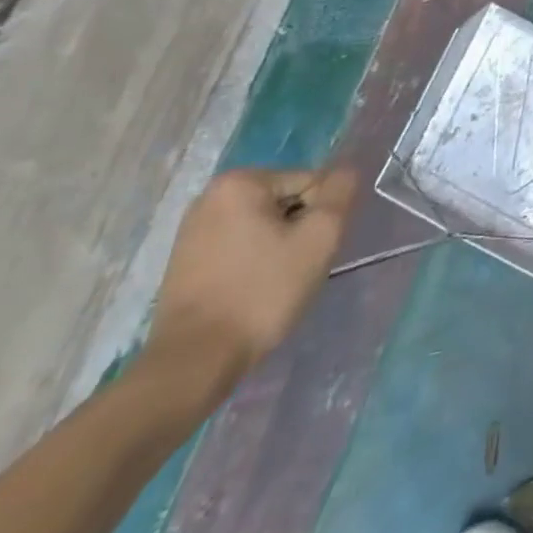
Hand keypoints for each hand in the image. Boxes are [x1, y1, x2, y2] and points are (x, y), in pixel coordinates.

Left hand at [146, 168, 358, 381]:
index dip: (320, 218)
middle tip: (295, 269)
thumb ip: (340, 194)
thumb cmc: (262, 292)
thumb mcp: (319, 238)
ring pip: (264, 226)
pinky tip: (250, 291)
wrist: (193, 362)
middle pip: (286, 202)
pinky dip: (253, 263)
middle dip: (298, 231)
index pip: (310, 184)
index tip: (308, 253)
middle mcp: (210, 196)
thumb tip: (347, 169)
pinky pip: (239, 247)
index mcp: (240, 182)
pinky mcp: (184, 261)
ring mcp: (192, 230)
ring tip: (273, 283)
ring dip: (279, 248)